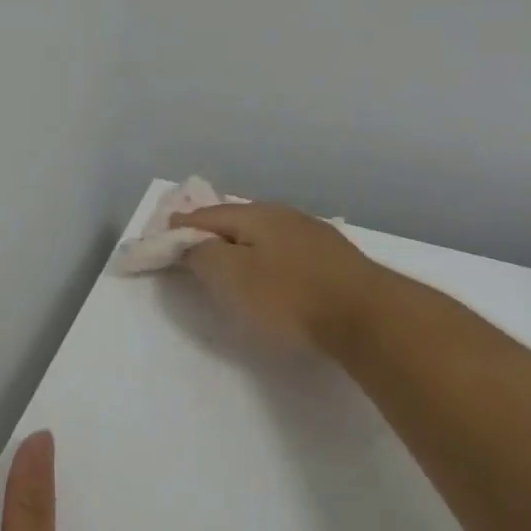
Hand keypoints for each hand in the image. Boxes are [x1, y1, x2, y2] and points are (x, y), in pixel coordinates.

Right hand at [172, 201, 388, 353]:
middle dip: (212, 233)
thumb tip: (191, 243)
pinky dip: (269, 259)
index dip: (180, 227)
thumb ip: (203, 255)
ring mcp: (314, 235)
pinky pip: (287, 252)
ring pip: (265, 235)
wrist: (368, 317)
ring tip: (230, 263)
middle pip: (237, 220)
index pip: (205, 215)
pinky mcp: (335, 259)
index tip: (162, 238)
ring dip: (243, 246)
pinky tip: (273, 274)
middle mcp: (285, 215)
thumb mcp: (231, 276)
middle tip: (193, 250)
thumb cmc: (289, 296)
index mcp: (256, 214)